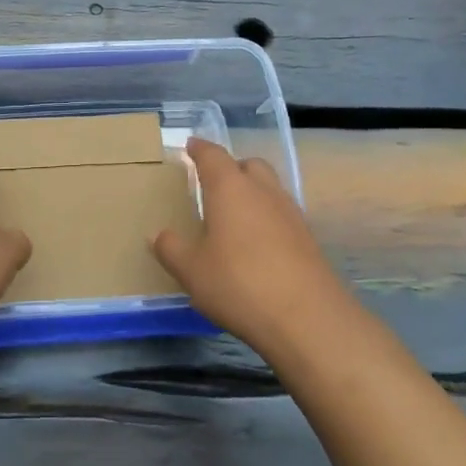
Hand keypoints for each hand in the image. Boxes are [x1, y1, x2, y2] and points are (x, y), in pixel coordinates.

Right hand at [153, 139, 349, 352]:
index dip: (200, 149)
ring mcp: (291, 213)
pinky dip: (267, 217)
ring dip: (252, 192)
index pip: (213, 155)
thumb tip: (157, 234)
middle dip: (231, 167)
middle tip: (213, 182)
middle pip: (249, 164)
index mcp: (230, 188)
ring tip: (234, 214)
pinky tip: (257, 243)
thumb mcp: (191, 271)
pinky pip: (282, 214)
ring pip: (270, 188)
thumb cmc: (239, 284)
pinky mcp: (308, 239)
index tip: (190, 146)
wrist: (307, 319)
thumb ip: (171, 249)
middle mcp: (263, 191)